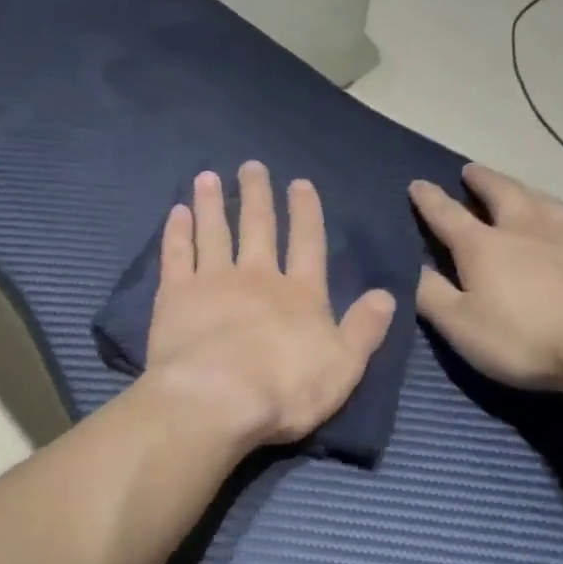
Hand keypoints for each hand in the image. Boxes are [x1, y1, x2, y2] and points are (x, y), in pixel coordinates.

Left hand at [146, 163, 395, 450]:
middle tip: (250, 166)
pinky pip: (176, 254)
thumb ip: (364, 329)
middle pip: (258, 228)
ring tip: (208, 177)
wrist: (217, 397)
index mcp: (300, 294)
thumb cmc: (286, 389)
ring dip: (212, 204)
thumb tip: (387, 294)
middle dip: (256, 195)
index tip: (300, 184)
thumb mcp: (343, 366)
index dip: (305, 213)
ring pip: (214, 232)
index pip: (307, 244)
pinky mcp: (175, 295)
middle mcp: (257, 277)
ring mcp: (213, 282)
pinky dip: (177, 232)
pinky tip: (176, 212)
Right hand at [409, 164, 562, 393]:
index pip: (447, 215)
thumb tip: (412, 267)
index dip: (430, 200)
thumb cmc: (525, 338)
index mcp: (483, 246)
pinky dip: (562, 213)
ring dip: (523, 190)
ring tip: (517, 188)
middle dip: (482, 181)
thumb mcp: (460, 325)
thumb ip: (431, 295)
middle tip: (471, 170)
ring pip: (542, 199)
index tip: (418, 184)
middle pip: (501, 193)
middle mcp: (526, 227)